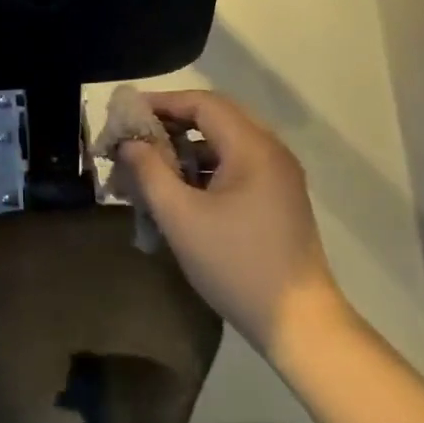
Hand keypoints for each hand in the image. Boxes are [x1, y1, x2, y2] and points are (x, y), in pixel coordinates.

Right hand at [116, 90, 343, 358]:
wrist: (297, 319)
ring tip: (151, 163)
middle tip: (136, 135)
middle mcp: (272, 152)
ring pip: (227, 143)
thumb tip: (130, 143)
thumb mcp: (181, 218)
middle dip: (173, 122)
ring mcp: (279, 176)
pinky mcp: (279, 198)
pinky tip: (180, 189)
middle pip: (217, 118)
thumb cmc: (234, 264)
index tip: (127, 113)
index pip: (203, 103)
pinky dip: (206, 168)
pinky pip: (237, 166)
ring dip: (188, 147)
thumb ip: (150, 173)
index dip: (162, 103)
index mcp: (253, 148)